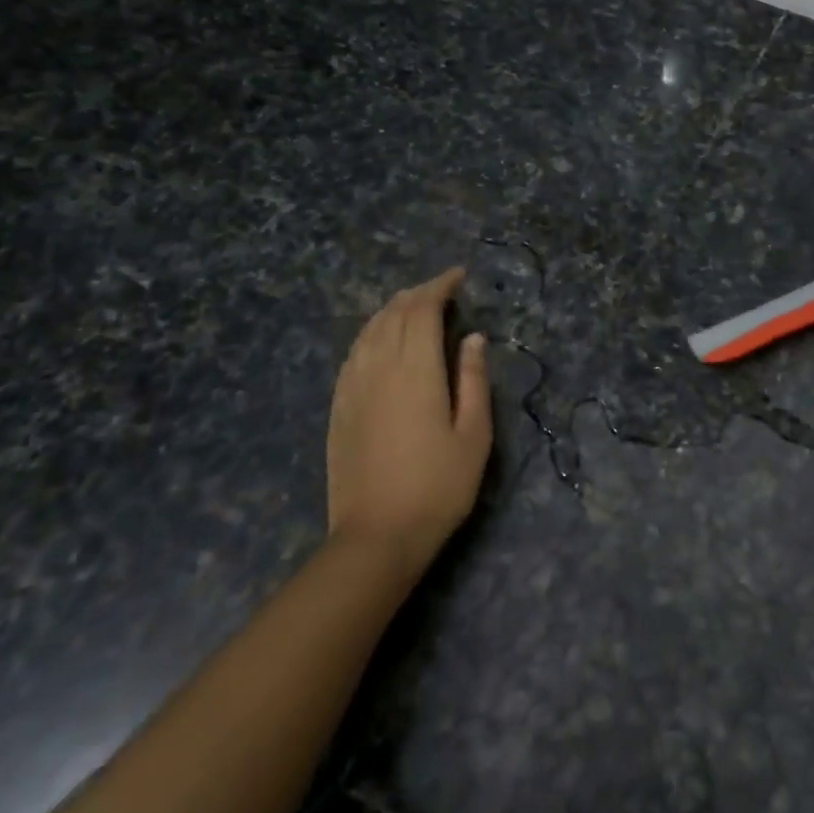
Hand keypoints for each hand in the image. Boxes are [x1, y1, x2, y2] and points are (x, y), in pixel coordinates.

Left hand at [327, 268, 491, 559]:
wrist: (377, 536)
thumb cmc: (439, 486)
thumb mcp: (475, 434)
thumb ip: (474, 380)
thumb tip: (473, 338)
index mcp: (416, 371)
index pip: (423, 310)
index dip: (440, 286)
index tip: (459, 276)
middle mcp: (379, 368)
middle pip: (393, 313)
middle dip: (418, 293)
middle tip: (442, 288)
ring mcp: (353, 388)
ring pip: (368, 330)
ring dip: (392, 309)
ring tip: (413, 305)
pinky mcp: (339, 407)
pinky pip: (353, 354)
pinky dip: (371, 334)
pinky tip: (380, 340)